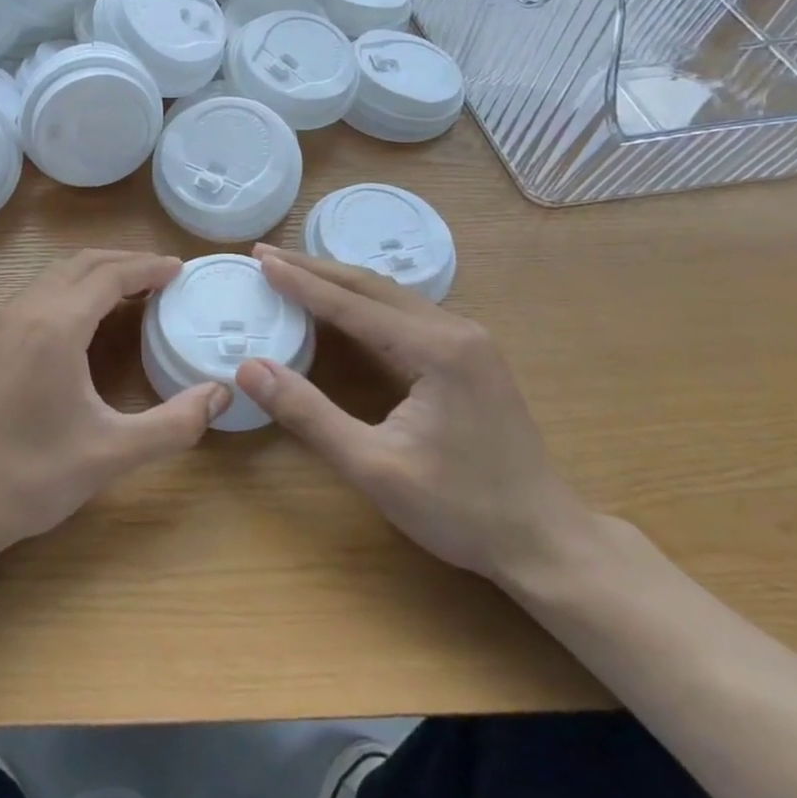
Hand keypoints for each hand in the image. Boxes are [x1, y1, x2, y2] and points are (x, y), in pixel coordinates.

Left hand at [0, 250, 228, 571]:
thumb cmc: (32, 476)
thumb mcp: (112, 454)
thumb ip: (174, 424)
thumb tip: (221, 395)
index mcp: (56, 326)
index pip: (110, 275)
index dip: (148, 267)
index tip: (179, 269)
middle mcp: (23, 313)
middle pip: (79, 265)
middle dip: (122, 261)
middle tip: (159, 275)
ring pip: (50, 279)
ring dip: (91, 275)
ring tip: (126, 293)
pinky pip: (30, 299)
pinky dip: (64, 293)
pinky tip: (76, 326)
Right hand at [233, 247, 593, 583]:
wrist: (546, 542)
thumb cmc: (460, 509)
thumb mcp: (372, 466)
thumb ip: (308, 414)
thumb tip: (249, 368)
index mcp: (436, 350)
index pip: (352, 304)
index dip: (300, 282)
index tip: (260, 259)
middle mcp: (457, 331)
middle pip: (373, 286)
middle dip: (315, 269)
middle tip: (266, 255)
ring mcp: (470, 342)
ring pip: (391, 296)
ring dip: (339, 283)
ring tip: (294, 273)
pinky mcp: (472, 357)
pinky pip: (406, 313)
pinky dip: (364, 303)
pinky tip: (344, 306)